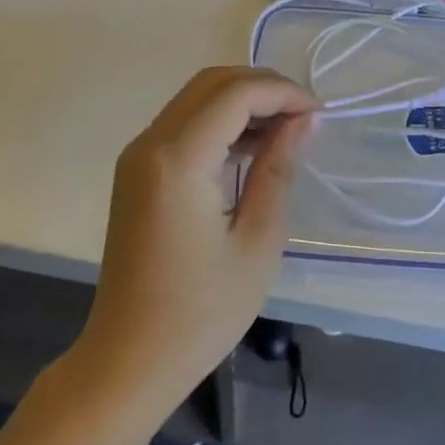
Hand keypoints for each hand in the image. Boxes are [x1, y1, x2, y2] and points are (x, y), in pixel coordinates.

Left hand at [76, 67, 317, 406]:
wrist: (127, 362)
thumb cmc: (200, 312)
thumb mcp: (257, 241)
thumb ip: (278, 168)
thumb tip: (302, 120)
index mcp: (178, 160)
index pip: (235, 94)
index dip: (282, 92)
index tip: (318, 113)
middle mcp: (150, 144)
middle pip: (213, 83)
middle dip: (263, 87)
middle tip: (304, 114)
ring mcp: (138, 155)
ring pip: (197, 97)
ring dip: (242, 100)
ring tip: (285, 129)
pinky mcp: (136, 171)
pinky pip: (183, 122)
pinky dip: (220, 120)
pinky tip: (251, 147)